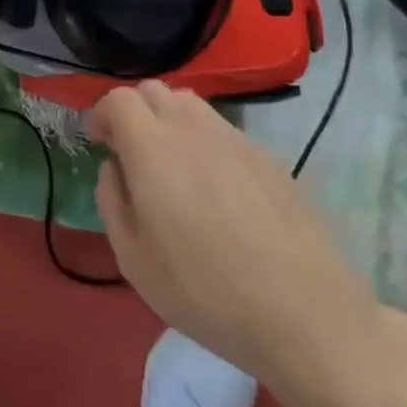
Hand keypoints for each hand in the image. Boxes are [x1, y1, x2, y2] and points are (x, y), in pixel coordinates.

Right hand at [92, 80, 385, 392]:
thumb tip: (114, 167)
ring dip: (171, 122)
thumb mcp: (134, 261)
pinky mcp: (269, 157)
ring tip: (176, 168)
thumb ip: (112, 201)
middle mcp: (192, 129)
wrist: (306, 315)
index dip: (103, 115)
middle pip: (154, 91)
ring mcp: (235, 139)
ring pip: (191, 105)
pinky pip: (225, 131)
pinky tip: (219, 192)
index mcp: (152, 148)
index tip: (101, 145)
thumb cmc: (206, 293)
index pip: (119, 99)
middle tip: (134, 155)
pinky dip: (207, 143)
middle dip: (135, 113)